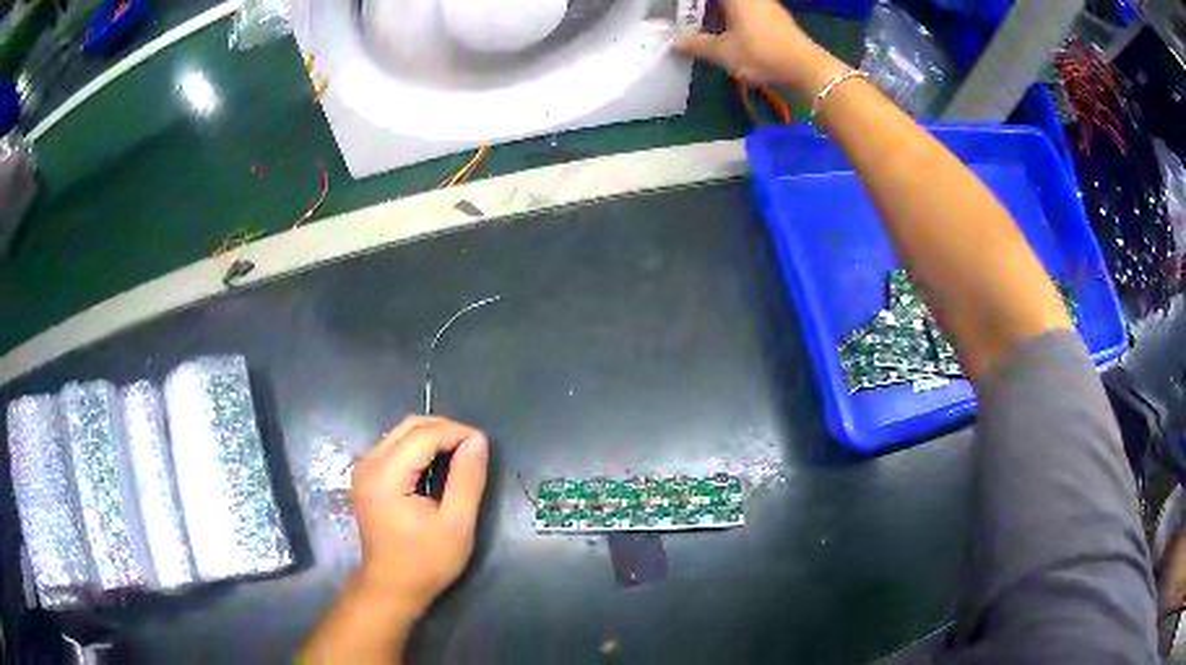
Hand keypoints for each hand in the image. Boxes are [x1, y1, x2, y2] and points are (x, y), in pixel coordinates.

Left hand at [350, 416, 488, 616]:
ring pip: (401, 433)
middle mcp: (369, 464)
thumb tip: (478, 440)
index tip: (484, 445)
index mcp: (386, 475)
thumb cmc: (425, 562)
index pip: (424, 435)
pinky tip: (438, 464)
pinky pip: (395, 446)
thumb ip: (467, 479)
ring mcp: (364, 469)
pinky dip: (420, 447)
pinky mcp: (367, 477)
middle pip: (409, 426)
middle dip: (445, 429)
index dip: (457, 433)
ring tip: (461, 454)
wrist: (391, 588)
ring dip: (433, 436)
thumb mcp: (456, 524)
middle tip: (475, 447)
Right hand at [678, 0, 843, 92]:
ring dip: (720, 10)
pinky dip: (735, 14)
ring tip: (705, 23)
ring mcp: (766, 4)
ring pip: (738, 4)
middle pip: (723, 0)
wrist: (806, 67)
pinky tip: (729, 29)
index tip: (682, 8)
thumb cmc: (761, 53)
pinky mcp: (776, 17)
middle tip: (690, 17)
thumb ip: (697, 45)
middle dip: (704, 7)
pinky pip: (748, 8)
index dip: (693, 3)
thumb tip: (675, 43)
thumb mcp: (724, 52)